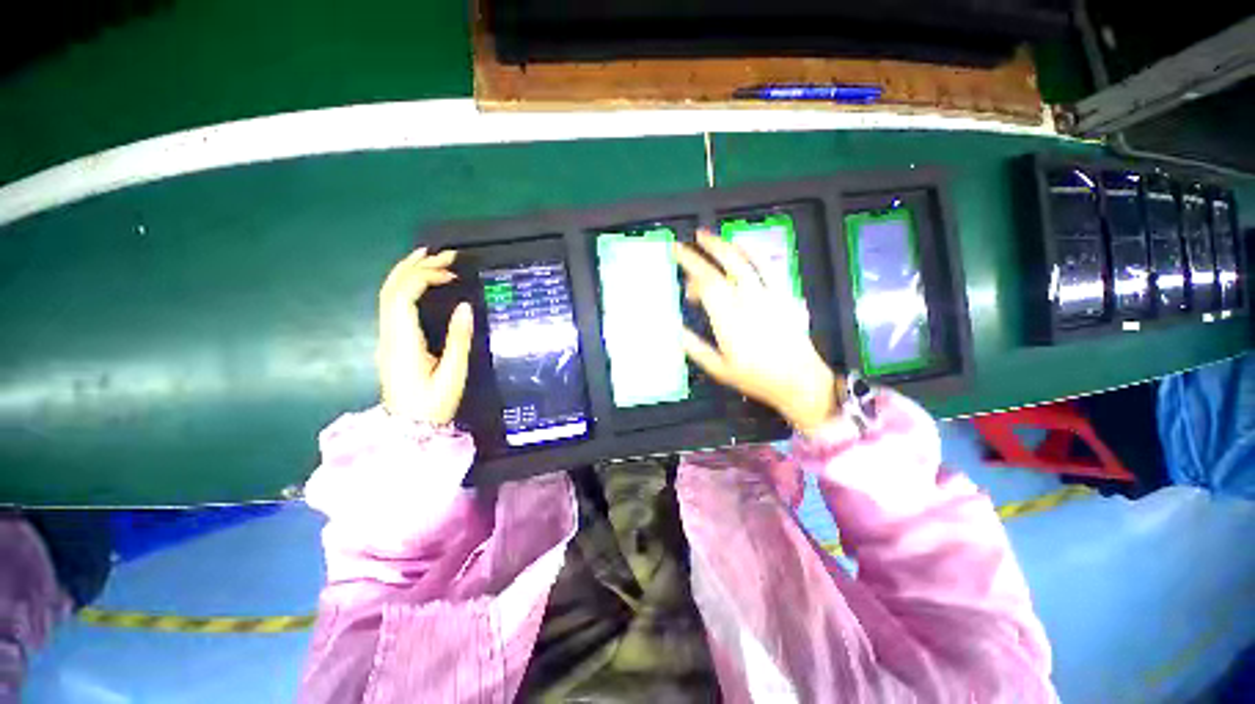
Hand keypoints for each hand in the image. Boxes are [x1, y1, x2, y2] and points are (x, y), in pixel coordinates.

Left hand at [376, 248, 473, 424]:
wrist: (408, 428)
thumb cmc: (432, 404)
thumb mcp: (452, 374)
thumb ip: (458, 339)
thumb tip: (465, 307)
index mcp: (403, 341)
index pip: (404, 295)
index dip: (425, 276)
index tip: (452, 274)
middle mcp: (389, 333)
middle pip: (392, 288)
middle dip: (417, 265)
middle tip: (446, 255)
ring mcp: (387, 336)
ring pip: (389, 293)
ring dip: (408, 271)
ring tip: (431, 257)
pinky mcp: (392, 340)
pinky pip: (393, 303)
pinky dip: (406, 285)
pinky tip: (421, 282)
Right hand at [676, 231, 838, 433]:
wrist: (799, 381)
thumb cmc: (756, 378)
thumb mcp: (719, 369)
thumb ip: (695, 348)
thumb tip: (675, 330)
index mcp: (729, 320)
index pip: (706, 284)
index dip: (690, 266)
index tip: (677, 255)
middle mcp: (748, 302)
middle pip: (723, 268)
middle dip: (703, 251)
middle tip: (688, 241)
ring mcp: (768, 296)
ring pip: (744, 263)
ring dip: (725, 246)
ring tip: (709, 236)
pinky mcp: (783, 295)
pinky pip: (768, 267)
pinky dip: (753, 252)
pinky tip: (743, 245)